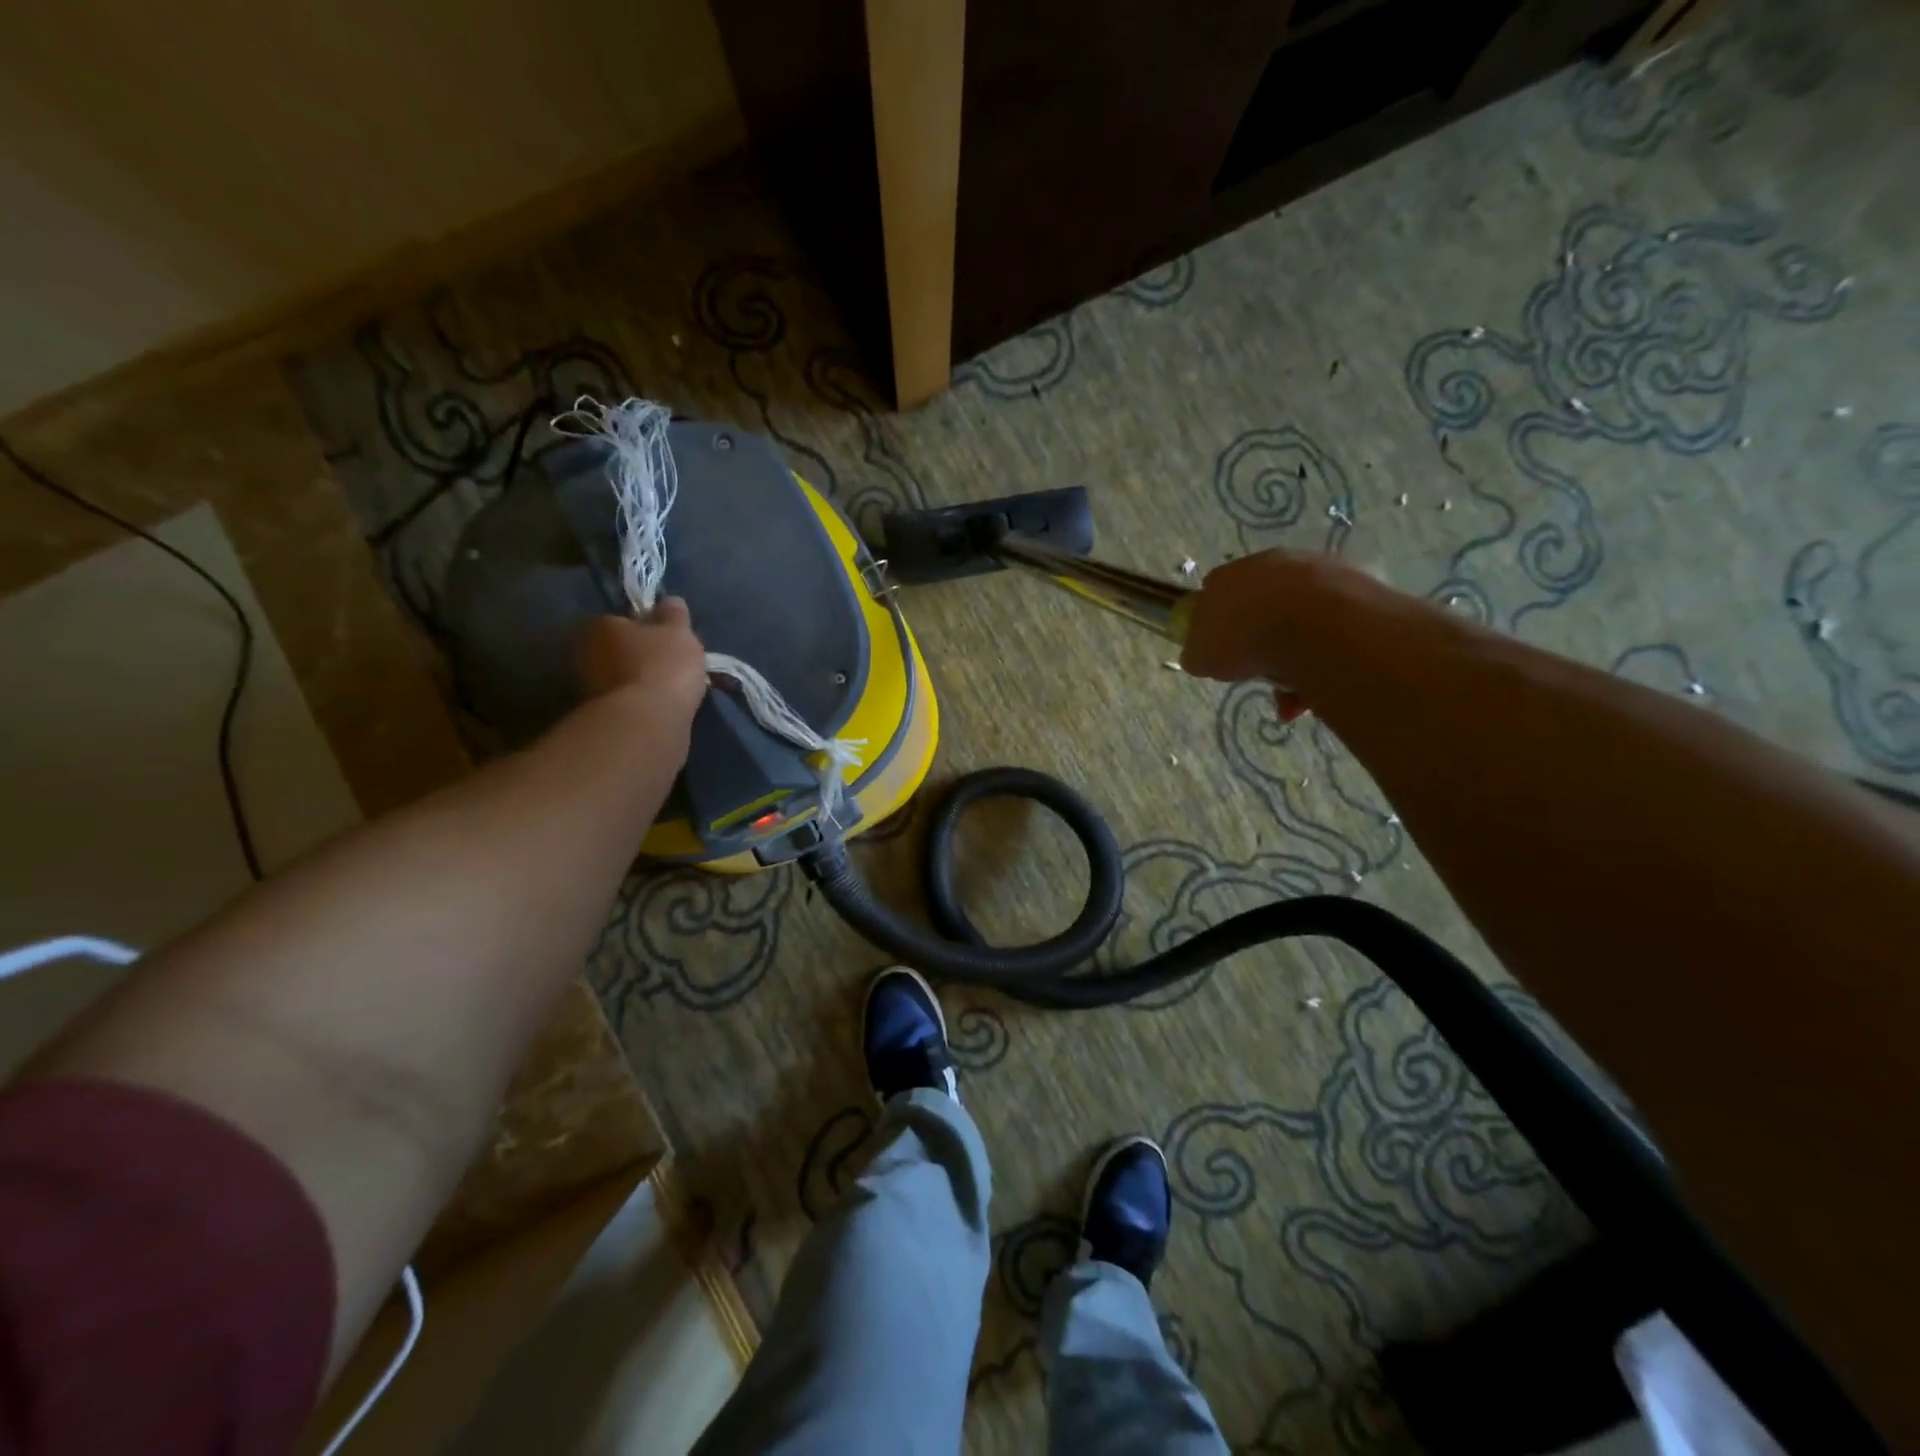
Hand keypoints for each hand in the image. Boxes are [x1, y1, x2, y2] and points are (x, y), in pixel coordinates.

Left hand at [575, 599, 708, 724]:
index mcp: (600, 625)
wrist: (646, 723)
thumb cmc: (662, 666)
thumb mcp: (678, 632)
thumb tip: (669, 601)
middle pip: (619, 650)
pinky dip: (641, 704)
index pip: (623, 620)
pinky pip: (626, 702)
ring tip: (671, 691)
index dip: (647, 628)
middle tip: (671, 665)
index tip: (668, 639)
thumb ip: (674, 615)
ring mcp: (589, 688)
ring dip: (641, 682)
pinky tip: (661, 709)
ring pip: (622, 678)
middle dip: (641, 656)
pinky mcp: (599, 717)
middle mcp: (585, 653)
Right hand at [1181, 550, 1387, 720]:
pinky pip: (1330, 630)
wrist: (1317, 628)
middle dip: (1258, 640)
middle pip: (1261, 604)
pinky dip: (1323, 658)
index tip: (1219, 648)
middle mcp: (1275, 564)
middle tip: (1257, 673)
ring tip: (1292, 695)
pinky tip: (1317, 688)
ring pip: (1299, 620)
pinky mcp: (1357, 590)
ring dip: (1293, 656)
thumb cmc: (1245, 637)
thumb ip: (1198, 652)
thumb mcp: (1201, 655)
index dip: (1215, 620)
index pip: (1216, 590)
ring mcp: (1318, 573)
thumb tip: (1202, 654)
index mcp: (1231, 573)